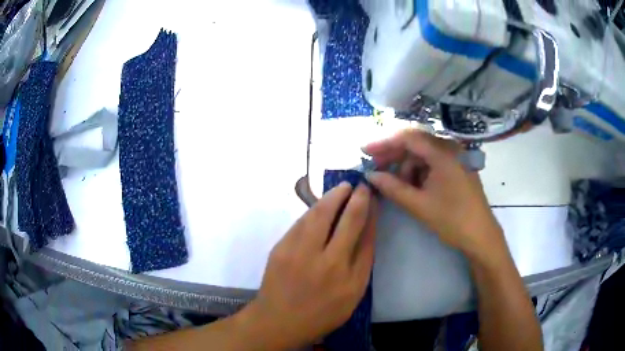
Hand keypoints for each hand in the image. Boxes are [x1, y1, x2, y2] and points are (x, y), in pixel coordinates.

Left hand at [241, 183, 377, 349]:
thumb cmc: (321, 313)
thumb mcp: (352, 296)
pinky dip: (313, 210)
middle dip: (355, 197)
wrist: (278, 321)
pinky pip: (301, 222)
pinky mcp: (281, 248)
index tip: (372, 197)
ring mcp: (300, 254)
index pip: (366, 236)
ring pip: (320, 214)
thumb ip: (362, 263)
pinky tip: (320, 206)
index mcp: (349, 279)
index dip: (370, 212)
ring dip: (332, 196)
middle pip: (346, 219)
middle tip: (358, 185)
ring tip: (341, 188)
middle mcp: (327, 263)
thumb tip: (368, 229)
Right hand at [362, 129, 503, 259]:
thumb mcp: (419, 205)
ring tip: (395, 184)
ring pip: (423, 153)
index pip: (408, 137)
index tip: (364, 151)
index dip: (384, 142)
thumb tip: (370, 175)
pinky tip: (412, 186)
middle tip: (375, 167)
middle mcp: (450, 148)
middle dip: (393, 154)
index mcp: (443, 153)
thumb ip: (393, 188)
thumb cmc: (452, 220)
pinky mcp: (457, 167)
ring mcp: (456, 157)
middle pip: (415, 143)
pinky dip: (419, 171)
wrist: (481, 236)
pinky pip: (433, 162)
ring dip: (406, 165)